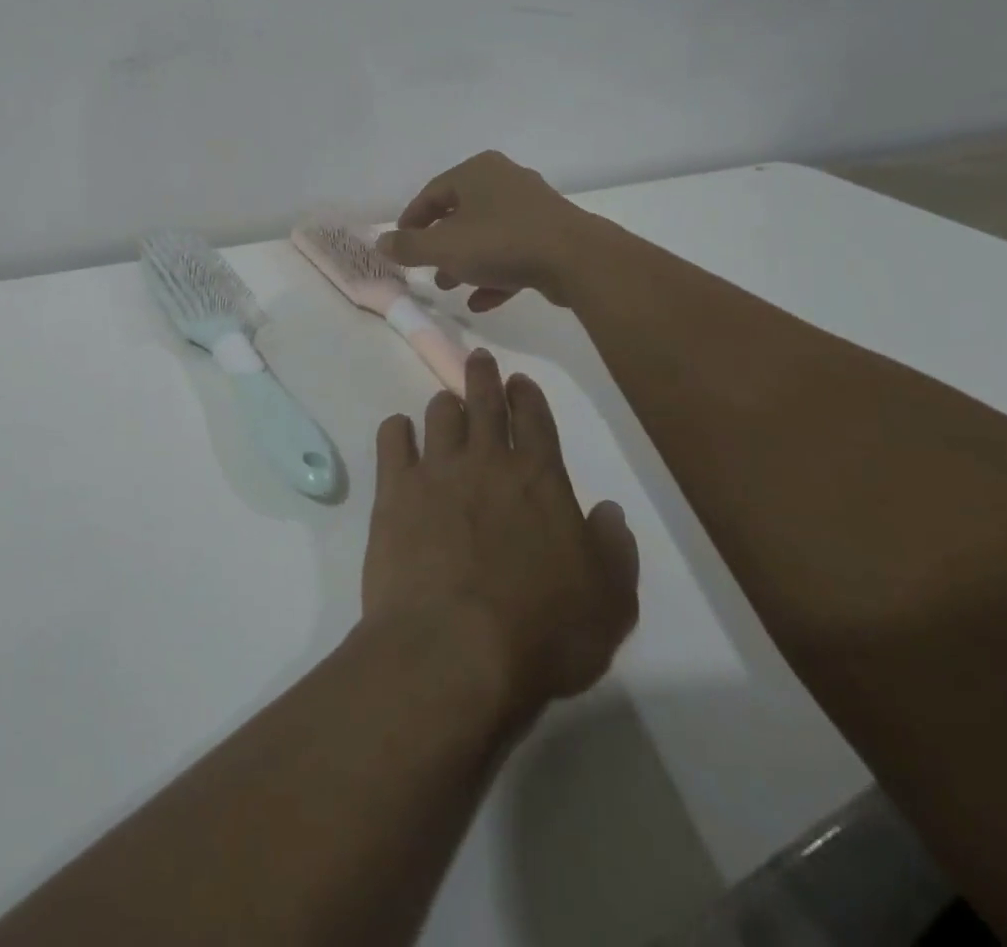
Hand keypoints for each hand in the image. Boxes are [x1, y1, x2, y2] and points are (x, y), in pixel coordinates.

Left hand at [363, 351, 639, 722]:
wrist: (453, 647)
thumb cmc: (542, 632)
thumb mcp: (609, 604)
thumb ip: (614, 550)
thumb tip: (608, 511)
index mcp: (541, 480)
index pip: (536, 421)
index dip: (528, 396)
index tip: (519, 380)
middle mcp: (487, 462)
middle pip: (485, 403)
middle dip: (483, 377)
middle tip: (478, 359)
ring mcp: (436, 471)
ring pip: (440, 416)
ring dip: (445, 404)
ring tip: (445, 402)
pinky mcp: (394, 490)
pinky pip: (392, 441)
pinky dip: (397, 430)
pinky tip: (399, 430)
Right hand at [376, 150, 584, 311]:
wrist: (576, 260)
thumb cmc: (500, 242)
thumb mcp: (443, 247)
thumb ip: (407, 247)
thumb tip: (381, 243)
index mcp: (476, 172)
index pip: (431, 194)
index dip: (410, 222)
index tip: (400, 246)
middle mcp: (504, 180)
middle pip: (459, 213)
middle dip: (439, 245)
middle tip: (425, 268)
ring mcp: (532, 206)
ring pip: (486, 234)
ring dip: (465, 261)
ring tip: (449, 286)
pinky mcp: (551, 233)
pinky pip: (512, 251)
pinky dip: (494, 272)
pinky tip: (481, 301)